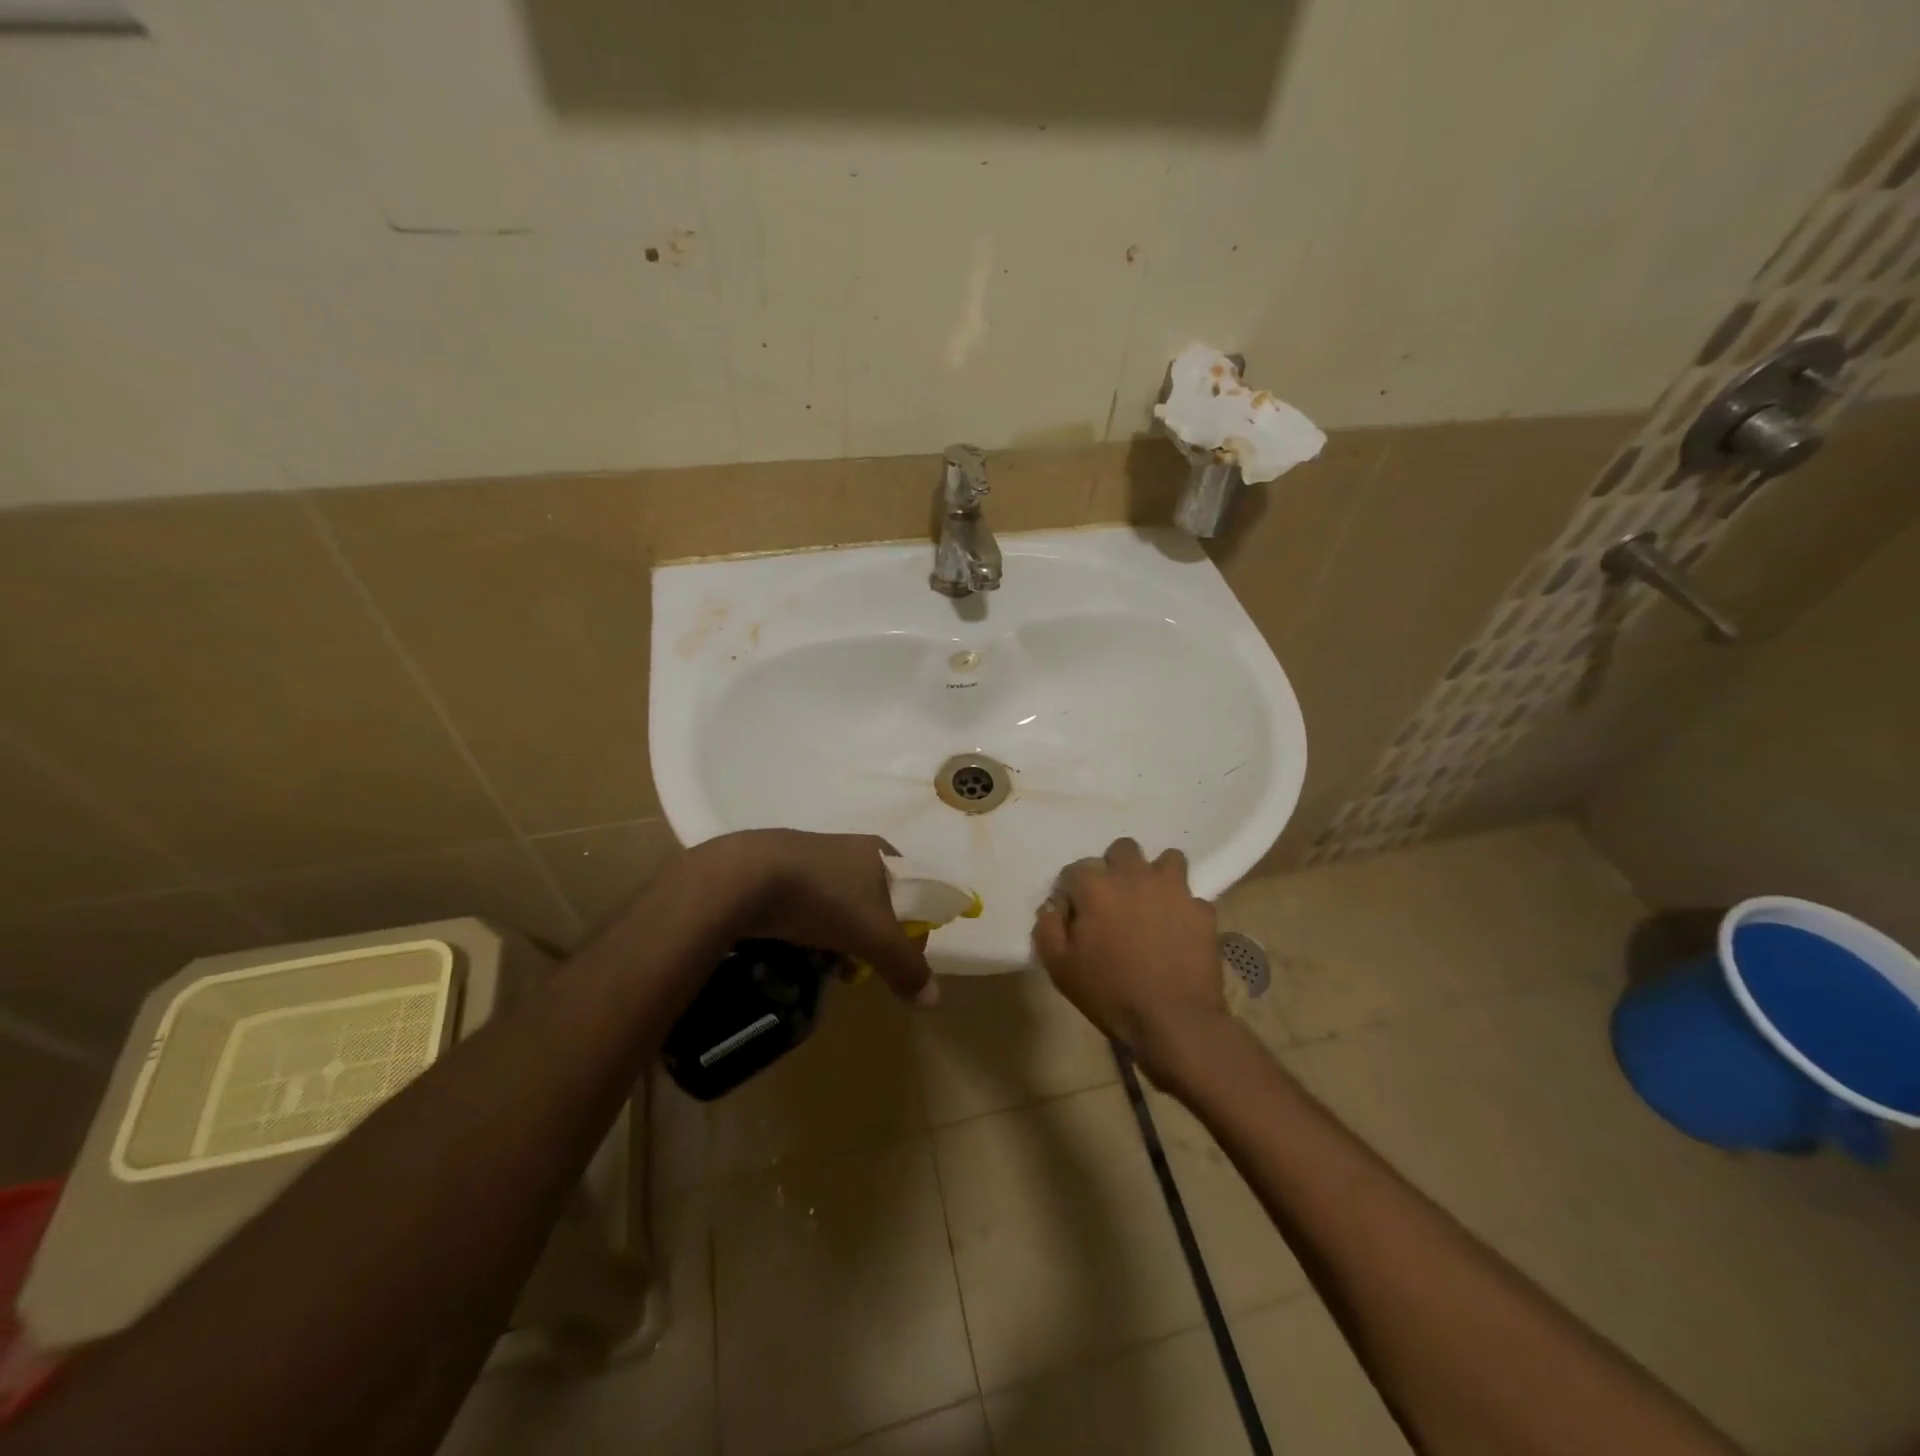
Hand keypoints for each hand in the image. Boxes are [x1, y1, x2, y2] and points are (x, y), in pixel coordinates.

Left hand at [690, 829, 937, 1005]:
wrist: (745, 877)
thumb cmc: (824, 899)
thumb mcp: (873, 937)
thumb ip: (906, 966)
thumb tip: (933, 998)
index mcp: (881, 853)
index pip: (914, 889)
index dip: (913, 925)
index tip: (899, 957)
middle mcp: (850, 847)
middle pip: (876, 898)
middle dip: (873, 936)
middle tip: (860, 966)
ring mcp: (811, 854)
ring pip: (840, 902)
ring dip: (840, 934)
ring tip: (826, 963)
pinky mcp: (777, 867)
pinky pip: (806, 902)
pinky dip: (809, 926)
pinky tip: (796, 948)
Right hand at [1032, 838, 1227, 1071]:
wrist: (1173, 1021)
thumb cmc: (1110, 993)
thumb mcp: (1060, 967)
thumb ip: (1048, 927)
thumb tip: (1054, 906)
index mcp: (1096, 886)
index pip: (1076, 870)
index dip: (1072, 892)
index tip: (1074, 916)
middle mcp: (1135, 876)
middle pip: (1122, 850)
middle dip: (1115, 869)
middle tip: (1114, 902)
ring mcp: (1174, 890)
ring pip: (1167, 860)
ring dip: (1157, 876)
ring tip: (1152, 904)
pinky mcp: (1202, 910)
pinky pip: (1192, 898)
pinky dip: (1184, 910)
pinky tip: (1178, 932)